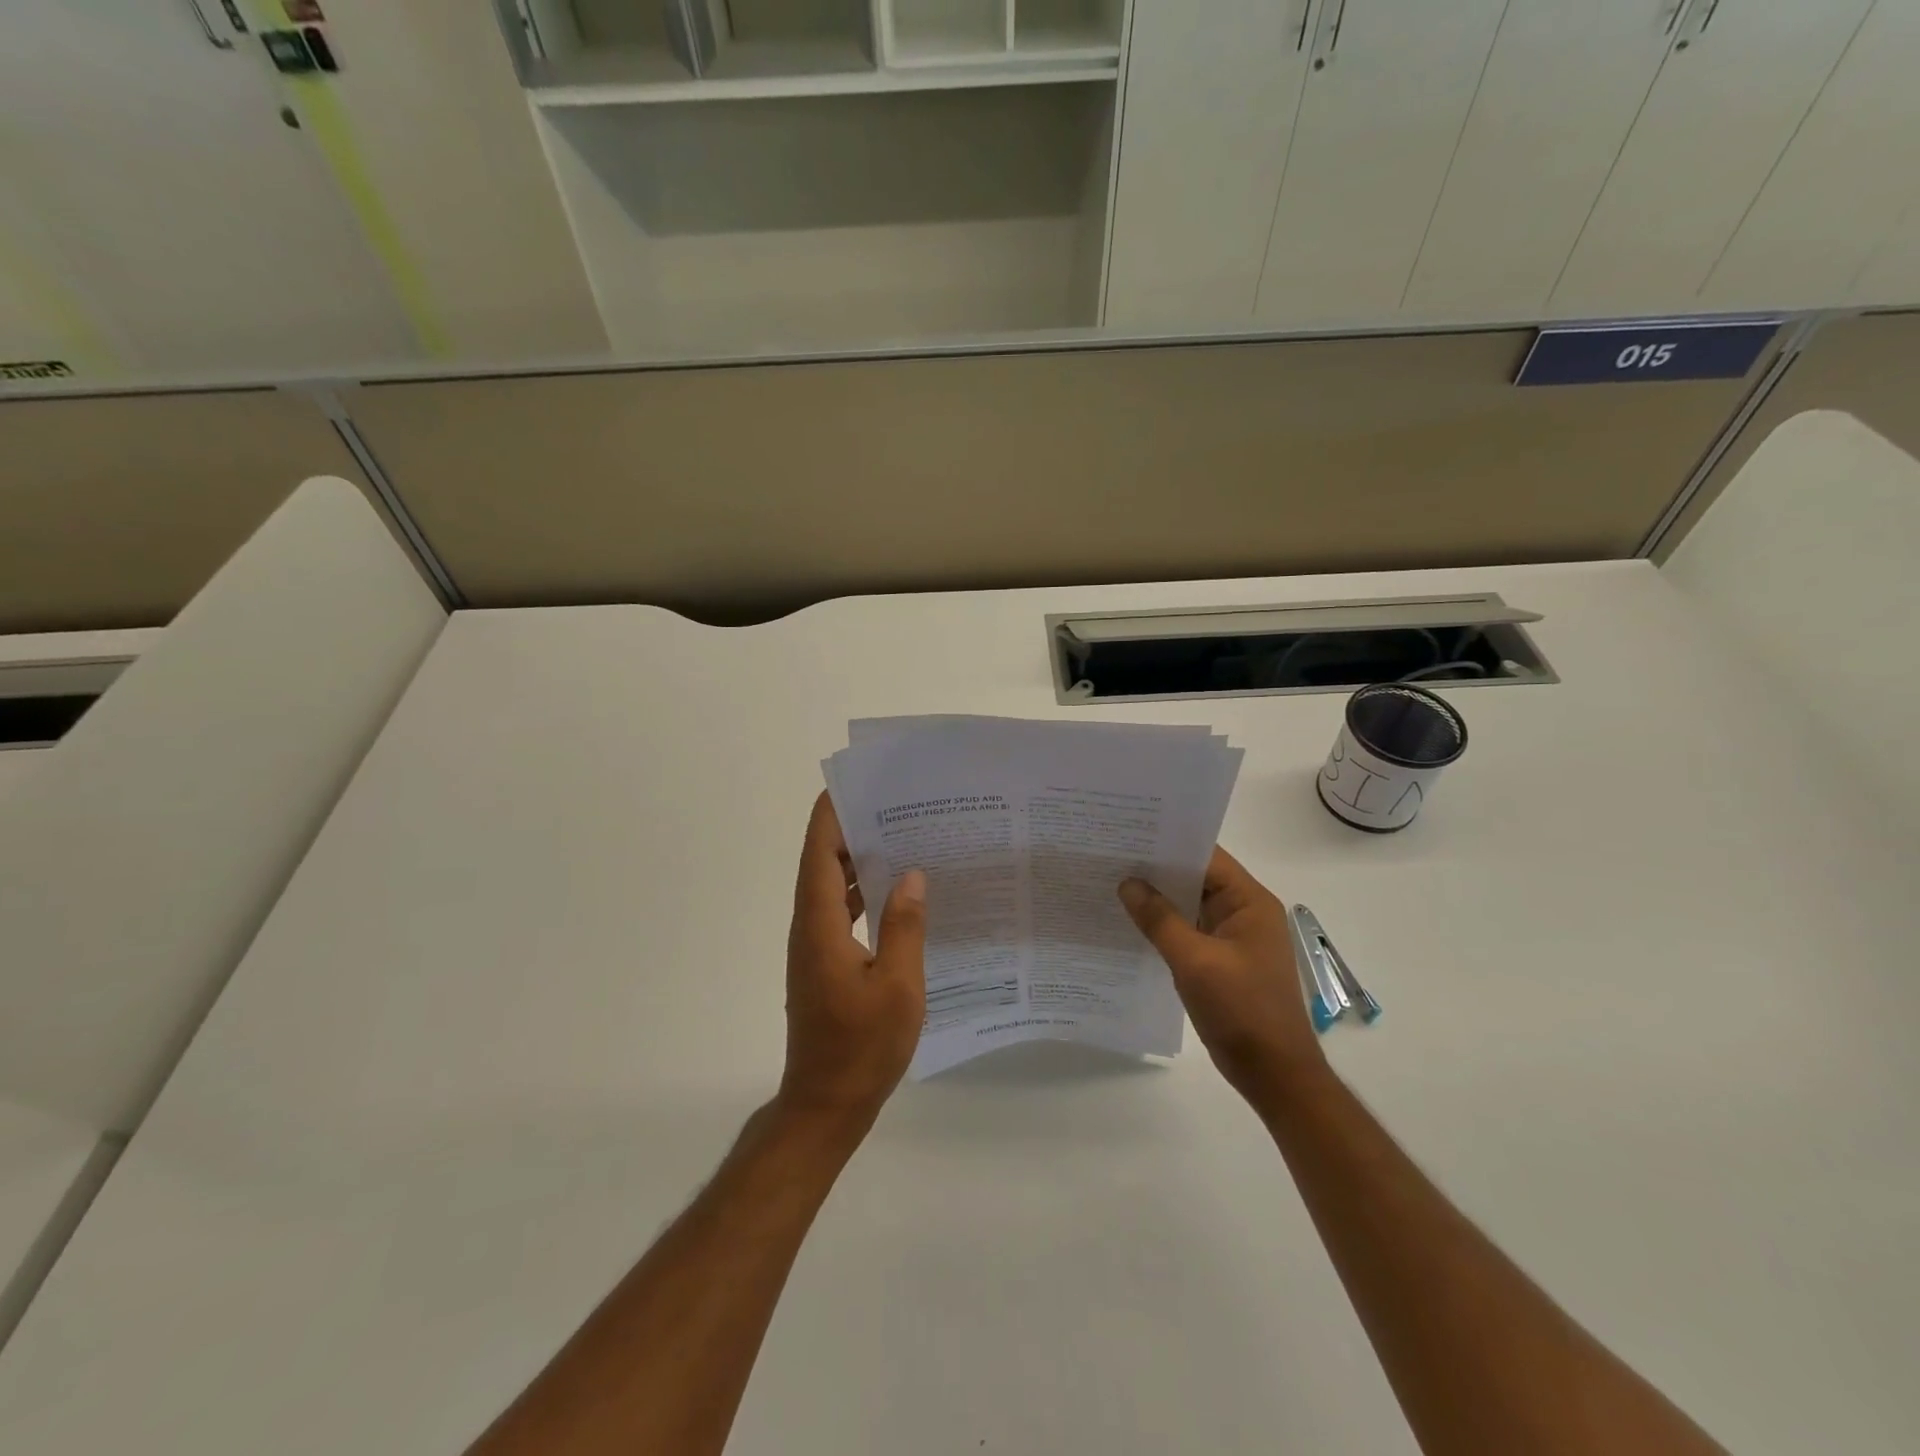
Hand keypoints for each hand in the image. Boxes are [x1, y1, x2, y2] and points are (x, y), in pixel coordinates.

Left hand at [780, 793, 927, 1129]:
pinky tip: (896, 893)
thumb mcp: (898, 986)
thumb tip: (911, 875)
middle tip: (895, 805)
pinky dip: (862, 893)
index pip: (819, 853)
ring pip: (831, 887)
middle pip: (822, 863)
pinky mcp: (824, 963)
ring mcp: (814, 947)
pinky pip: (840, 912)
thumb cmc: (862, 1047)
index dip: (831, 815)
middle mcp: (809, 927)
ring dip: (858, 861)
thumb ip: (904, 926)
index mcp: (819, 924)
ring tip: (901, 837)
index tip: (857, 784)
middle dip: (852, 829)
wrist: (826, 1105)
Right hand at [1119, 847, 1324, 1107]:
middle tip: (1110, 856)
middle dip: (1156, 870)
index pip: (1206, 857)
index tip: (1128, 834)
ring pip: (1189, 906)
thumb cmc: (1241, 1009)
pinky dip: (1163, 926)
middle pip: (1196, 878)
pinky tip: (1130, 924)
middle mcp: (1244, 912)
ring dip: (1157, 899)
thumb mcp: (1195, 961)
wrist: (1273, 1073)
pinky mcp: (1221, 961)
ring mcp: (1233, 938)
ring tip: (1111, 883)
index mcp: (1249, 902)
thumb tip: (1128, 883)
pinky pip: (1188, 931)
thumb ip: (1159, 919)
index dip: (1168, 843)